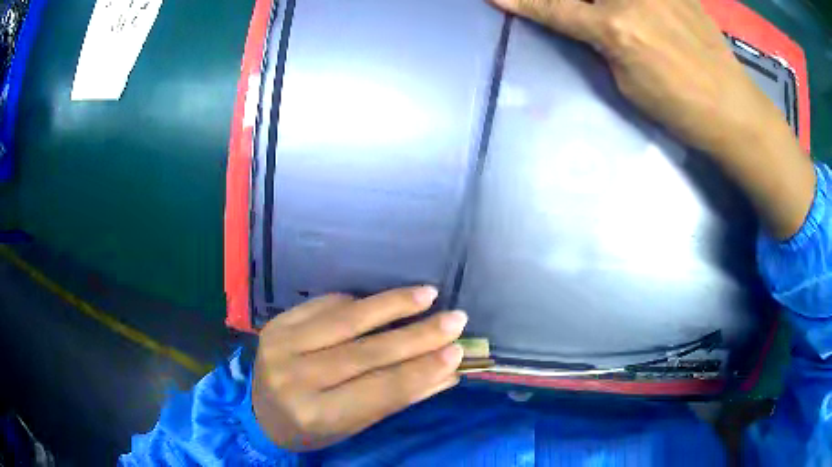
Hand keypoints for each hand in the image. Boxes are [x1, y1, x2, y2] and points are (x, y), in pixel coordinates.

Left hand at [252, 287, 466, 451]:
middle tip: (455, 320)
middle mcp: (295, 377)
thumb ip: (398, 398)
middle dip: (417, 335)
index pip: (380, 390)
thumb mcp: (353, 425)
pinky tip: (383, 302)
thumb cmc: (310, 428)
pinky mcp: (277, 323)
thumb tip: (447, 373)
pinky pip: (325, 305)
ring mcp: (281, 345)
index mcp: (316, 414)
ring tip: (428, 294)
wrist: (257, 411)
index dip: (421, 370)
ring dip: (392, 305)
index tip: (457, 353)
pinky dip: (358, 302)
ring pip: (347, 320)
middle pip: (367, 352)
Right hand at [490, 0, 815, 239]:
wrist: (733, 107)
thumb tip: (582, 21)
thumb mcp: (628, 84)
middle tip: (567, 10)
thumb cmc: (681, 107)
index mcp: (616, 28)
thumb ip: (599, 43)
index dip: (522, 1)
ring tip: (608, 18)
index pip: (555, 7)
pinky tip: (631, 11)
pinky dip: (627, 2)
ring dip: (597, 3)